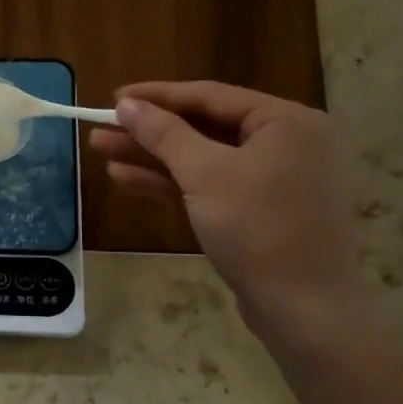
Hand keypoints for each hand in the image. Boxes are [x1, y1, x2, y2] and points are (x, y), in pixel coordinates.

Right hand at [88, 80, 367, 342]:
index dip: (157, 96)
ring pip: (200, 159)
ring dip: (151, 157)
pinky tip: (126, 179)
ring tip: (102, 152)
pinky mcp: (257, 211)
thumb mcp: (204, 173)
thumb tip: (126, 104)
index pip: (210, 96)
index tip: (113, 98)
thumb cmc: (258, 228)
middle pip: (203, 127)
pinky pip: (208, 185)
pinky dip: (170, 183)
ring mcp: (272, 180)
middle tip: (101, 128)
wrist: (302, 307)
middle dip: (148, 131)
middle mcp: (285, 143)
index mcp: (286, 122)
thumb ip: (163, 134)